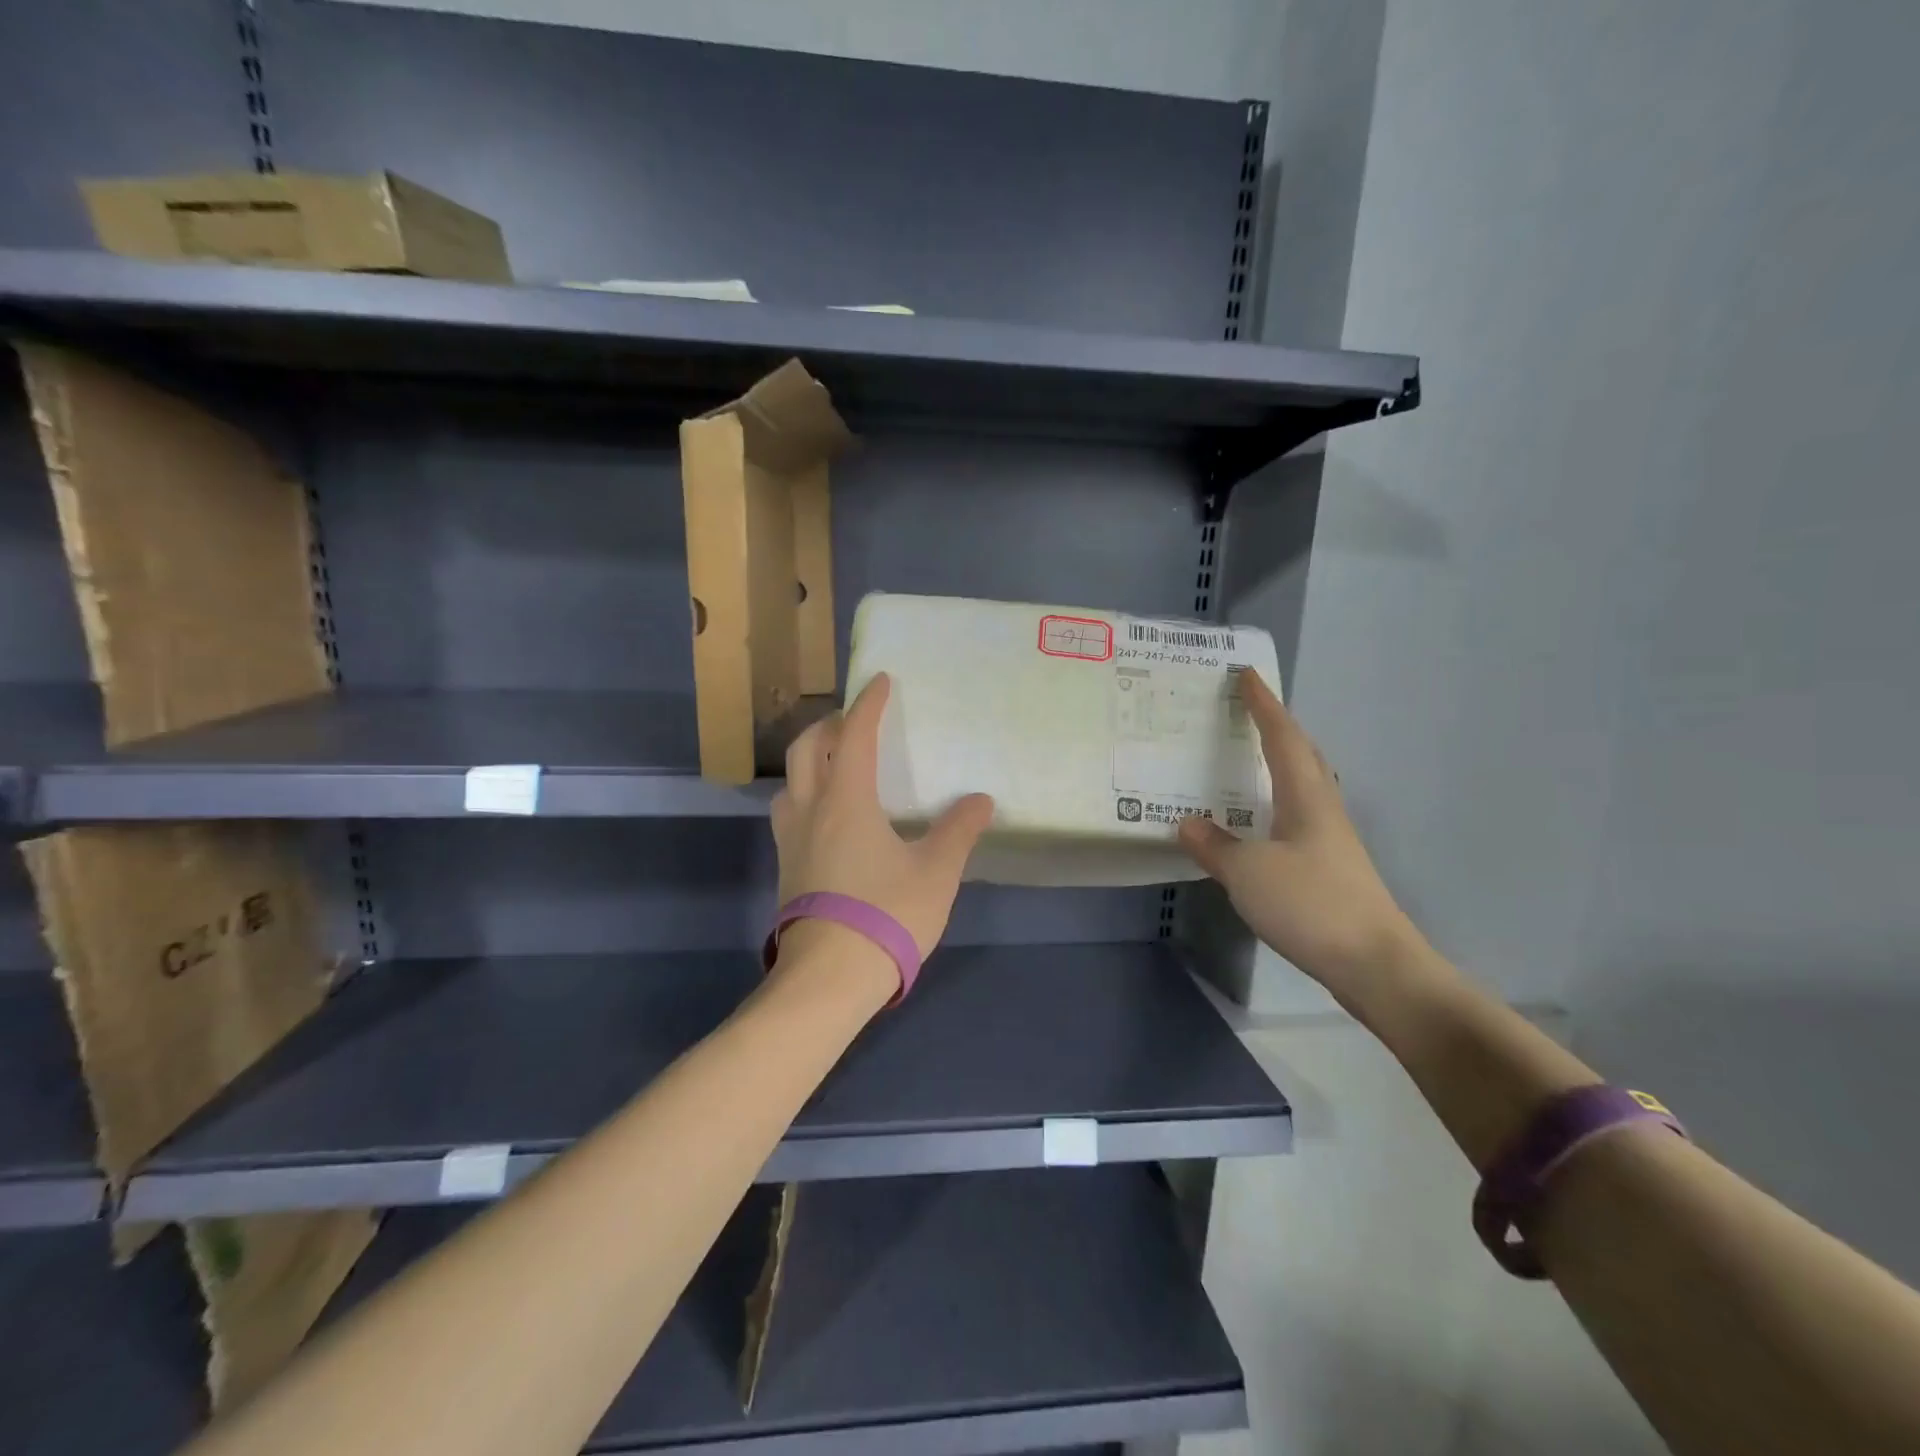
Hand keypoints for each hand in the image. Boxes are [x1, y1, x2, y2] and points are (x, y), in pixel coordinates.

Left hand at [770, 672, 995, 963]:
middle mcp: (811, 810)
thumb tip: (981, 800)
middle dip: (830, 725)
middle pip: (806, 750)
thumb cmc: (886, 915)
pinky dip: (805, 795)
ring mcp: (791, 841)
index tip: (879, 681)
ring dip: (809, 761)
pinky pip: (789, 814)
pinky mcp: (786, 870)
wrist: (829, 978)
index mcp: (847, 800)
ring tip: (835, 766)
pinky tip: (827, 818)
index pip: (856, 737)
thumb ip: (958, 831)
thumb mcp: (936, 872)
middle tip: (854, 721)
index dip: (869, 705)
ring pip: (789, 782)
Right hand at [1178, 669, 1420, 999]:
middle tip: (1244, 710)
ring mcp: (1330, 839)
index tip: (1246, 675)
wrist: (1375, 964)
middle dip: (1274, 727)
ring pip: (1302, 785)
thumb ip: (1215, 845)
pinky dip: (1274, 801)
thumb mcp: (1248, 873)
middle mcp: (1322, 809)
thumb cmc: (1312, 905)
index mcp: (1306, 797)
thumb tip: (1186, 822)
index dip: (1264, 705)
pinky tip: (1257, 820)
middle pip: (1301, 754)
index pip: (1283, 736)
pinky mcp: (1329, 866)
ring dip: (1277, 762)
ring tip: (1246, 757)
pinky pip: (1296, 815)